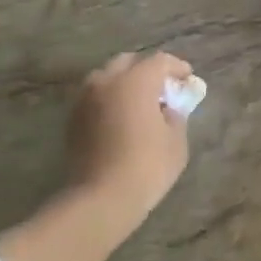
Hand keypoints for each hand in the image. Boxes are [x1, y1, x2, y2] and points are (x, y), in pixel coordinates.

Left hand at [68, 51, 193, 224]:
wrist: (101, 199)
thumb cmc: (148, 165)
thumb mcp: (176, 139)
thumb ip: (175, 115)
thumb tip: (169, 108)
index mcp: (135, 82)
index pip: (159, 61)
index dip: (177, 67)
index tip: (188, 79)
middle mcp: (106, 83)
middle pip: (127, 62)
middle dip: (146, 70)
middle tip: (162, 88)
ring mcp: (84, 101)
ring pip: (105, 79)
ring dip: (124, 84)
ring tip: (140, 103)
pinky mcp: (72, 121)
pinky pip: (95, 98)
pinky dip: (109, 100)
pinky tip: (122, 119)